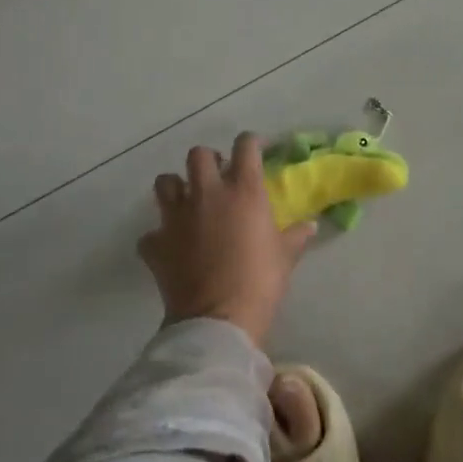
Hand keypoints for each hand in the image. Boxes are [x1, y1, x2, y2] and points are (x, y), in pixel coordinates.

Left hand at [138, 133, 315, 346]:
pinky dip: (159, 238)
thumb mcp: (286, 257)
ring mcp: (175, 216)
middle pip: (198, 155)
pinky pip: (151, 233)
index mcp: (243, 190)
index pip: (246, 146)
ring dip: (176, 188)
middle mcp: (206, 194)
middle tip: (218, 177)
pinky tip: (170, 249)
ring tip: (187, 202)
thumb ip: (296, 236)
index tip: (257, 150)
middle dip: (208, 161)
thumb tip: (311, 226)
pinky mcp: (155, 243)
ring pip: (165, 182)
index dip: (252, 142)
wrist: (218, 319)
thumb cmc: (260, 281)